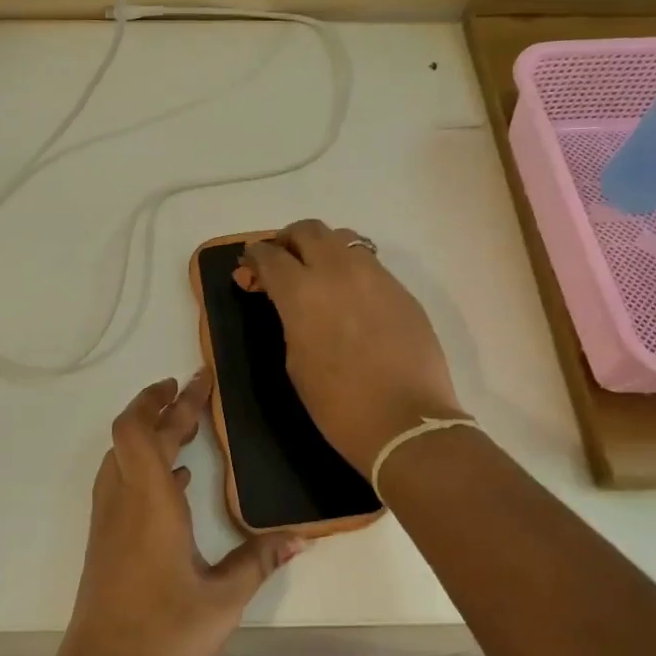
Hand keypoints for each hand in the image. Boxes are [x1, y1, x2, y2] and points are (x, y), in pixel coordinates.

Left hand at [56, 372, 303, 655]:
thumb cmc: (165, 635)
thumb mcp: (223, 598)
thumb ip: (260, 560)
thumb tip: (301, 537)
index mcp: (148, 500)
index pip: (142, 428)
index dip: (162, 398)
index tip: (191, 380)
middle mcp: (122, 500)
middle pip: (132, 435)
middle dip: (162, 409)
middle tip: (194, 394)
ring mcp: (107, 522)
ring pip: (120, 457)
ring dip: (148, 435)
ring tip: (184, 430)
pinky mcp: (104, 543)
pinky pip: (120, 483)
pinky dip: (144, 467)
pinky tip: (174, 483)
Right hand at [238, 219, 465, 475]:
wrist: (407, 424)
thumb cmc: (338, 404)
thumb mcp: (295, 360)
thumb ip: (287, 317)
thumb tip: (284, 299)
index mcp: (302, 291)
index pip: (270, 255)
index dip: (254, 258)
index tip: (249, 270)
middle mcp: (338, 271)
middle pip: (307, 230)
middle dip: (287, 240)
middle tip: (280, 262)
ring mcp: (375, 276)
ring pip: (343, 238)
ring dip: (322, 247)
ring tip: (317, 273)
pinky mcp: (401, 290)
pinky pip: (370, 263)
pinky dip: (350, 268)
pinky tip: (350, 296)